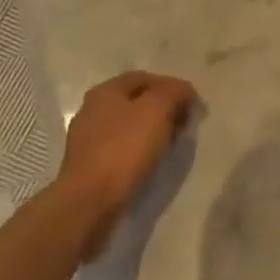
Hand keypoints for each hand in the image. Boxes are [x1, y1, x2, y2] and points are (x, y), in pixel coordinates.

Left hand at [57, 71, 198, 255]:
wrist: (89, 201)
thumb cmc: (124, 149)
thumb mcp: (157, 109)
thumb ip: (174, 92)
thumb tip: (184, 90)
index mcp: (106, 90)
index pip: (146, 78)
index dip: (172, 87)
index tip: (192, 105)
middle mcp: (92, 109)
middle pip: (136, 101)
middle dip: (163, 109)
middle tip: (183, 125)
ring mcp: (87, 139)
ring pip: (128, 126)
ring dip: (152, 131)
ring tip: (170, 145)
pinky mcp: (88, 165)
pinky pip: (120, 149)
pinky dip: (138, 151)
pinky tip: (150, 162)